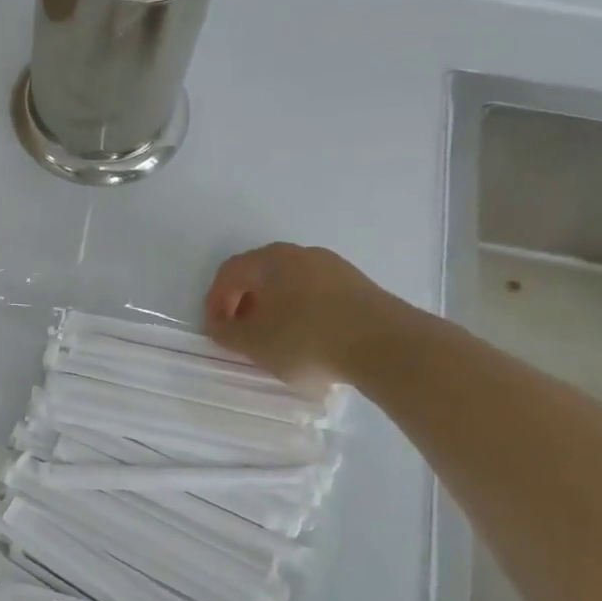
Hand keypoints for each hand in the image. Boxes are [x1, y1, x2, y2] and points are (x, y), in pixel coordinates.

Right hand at [204, 243, 401, 386]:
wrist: (386, 346)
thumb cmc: (306, 340)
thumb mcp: (254, 344)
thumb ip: (227, 333)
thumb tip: (220, 325)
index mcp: (269, 260)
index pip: (229, 273)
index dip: (215, 302)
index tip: (216, 331)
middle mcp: (300, 254)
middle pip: (260, 275)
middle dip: (244, 304)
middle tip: (242, 334)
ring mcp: (334, 267)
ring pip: (290, 285)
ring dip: (275, 309)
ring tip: (276, 341)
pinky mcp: (359, 286)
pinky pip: (317, 295)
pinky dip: (302, 313)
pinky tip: (309, 341)